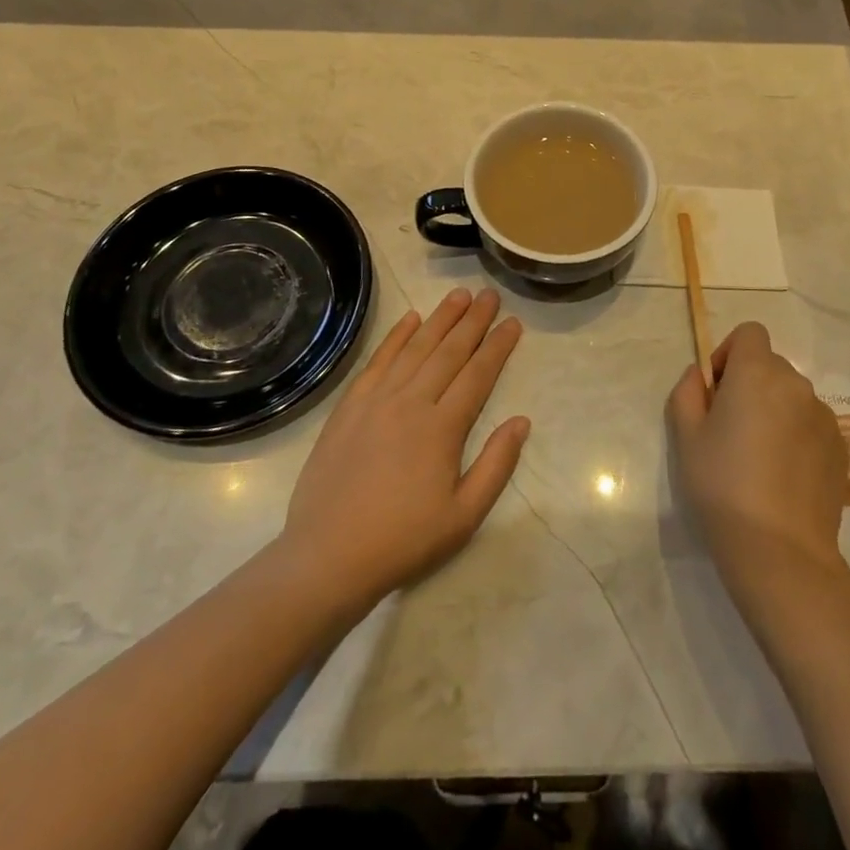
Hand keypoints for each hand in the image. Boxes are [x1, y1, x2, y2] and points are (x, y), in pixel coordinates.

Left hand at [279, 288, 528, 612]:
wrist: (329, 555)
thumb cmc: (403, 540)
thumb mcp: (464, 516)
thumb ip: (496, 466)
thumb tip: (521, 422)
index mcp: (442, 428)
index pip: (478, 374)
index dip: (498, 346)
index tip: (513, 322)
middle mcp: (411, 402)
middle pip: (449, 351)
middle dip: (473, 320)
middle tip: (489, 294)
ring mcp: (376, 400)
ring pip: (415, 348)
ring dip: (439, 319)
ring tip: (458, 295)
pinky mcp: (349, 406)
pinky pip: (378, 361)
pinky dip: (396, 337)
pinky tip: (410, 320)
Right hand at [667, 321, 846, 588]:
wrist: (779, 550)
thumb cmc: (722, 485)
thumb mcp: (686, 436)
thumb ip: (688, 392)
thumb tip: (701, 375)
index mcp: (757, 373)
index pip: (750, 333)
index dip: (730, 354)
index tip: (718, 391)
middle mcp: (797, 384)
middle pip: (770, 366)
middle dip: (750, 384)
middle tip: (731, 429)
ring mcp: (824, 417)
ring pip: (792, 397)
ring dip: (775, 410)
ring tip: (759, 458)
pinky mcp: (841, 448)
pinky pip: (812, 425)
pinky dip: (796, 436)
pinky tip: (783, 477)